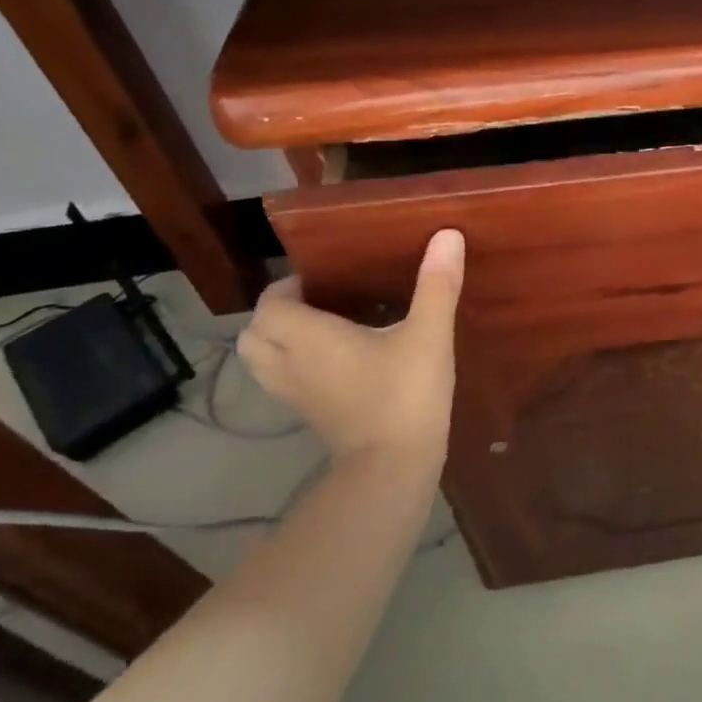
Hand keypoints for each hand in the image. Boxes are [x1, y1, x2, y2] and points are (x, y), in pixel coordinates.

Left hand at [237, 230, 464, 464]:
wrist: (394, 466)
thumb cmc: (406, 394)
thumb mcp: (429, 334)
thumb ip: (436, 285)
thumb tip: (447, 235)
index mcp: (309, 337)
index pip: (270, 303)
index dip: (288, 287)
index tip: (325, 278)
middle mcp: (290, 364)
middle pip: (253, 334)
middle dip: (276, 314)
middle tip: (319, 302)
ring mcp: (295, 395)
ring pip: (261, 361)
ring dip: (278, 342)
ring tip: (322, 329)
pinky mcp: (309, 416)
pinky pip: (282, 382)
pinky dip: (293, 366)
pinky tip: (335, 363)